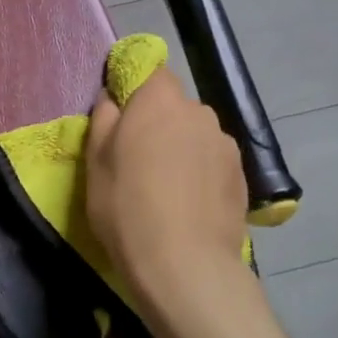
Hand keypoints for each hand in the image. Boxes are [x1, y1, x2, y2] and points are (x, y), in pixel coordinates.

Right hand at [85, 68, 249, 333]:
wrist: (184, 265)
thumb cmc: (127, 206)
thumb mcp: (95, 161)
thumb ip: (104, 118)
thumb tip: (112, 98)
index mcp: (160, 99)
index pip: (152, 72)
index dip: (137, 90)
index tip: (122, 117)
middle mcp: (198, 111)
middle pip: (175, 106)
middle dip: (159, 123)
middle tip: (139, 159)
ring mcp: (225, 143)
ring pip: (196, 134)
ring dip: (183, 148)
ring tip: (168, 187)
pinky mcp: (242, 174)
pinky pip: (213, 161)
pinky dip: (202, 173)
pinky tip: (190, 204)